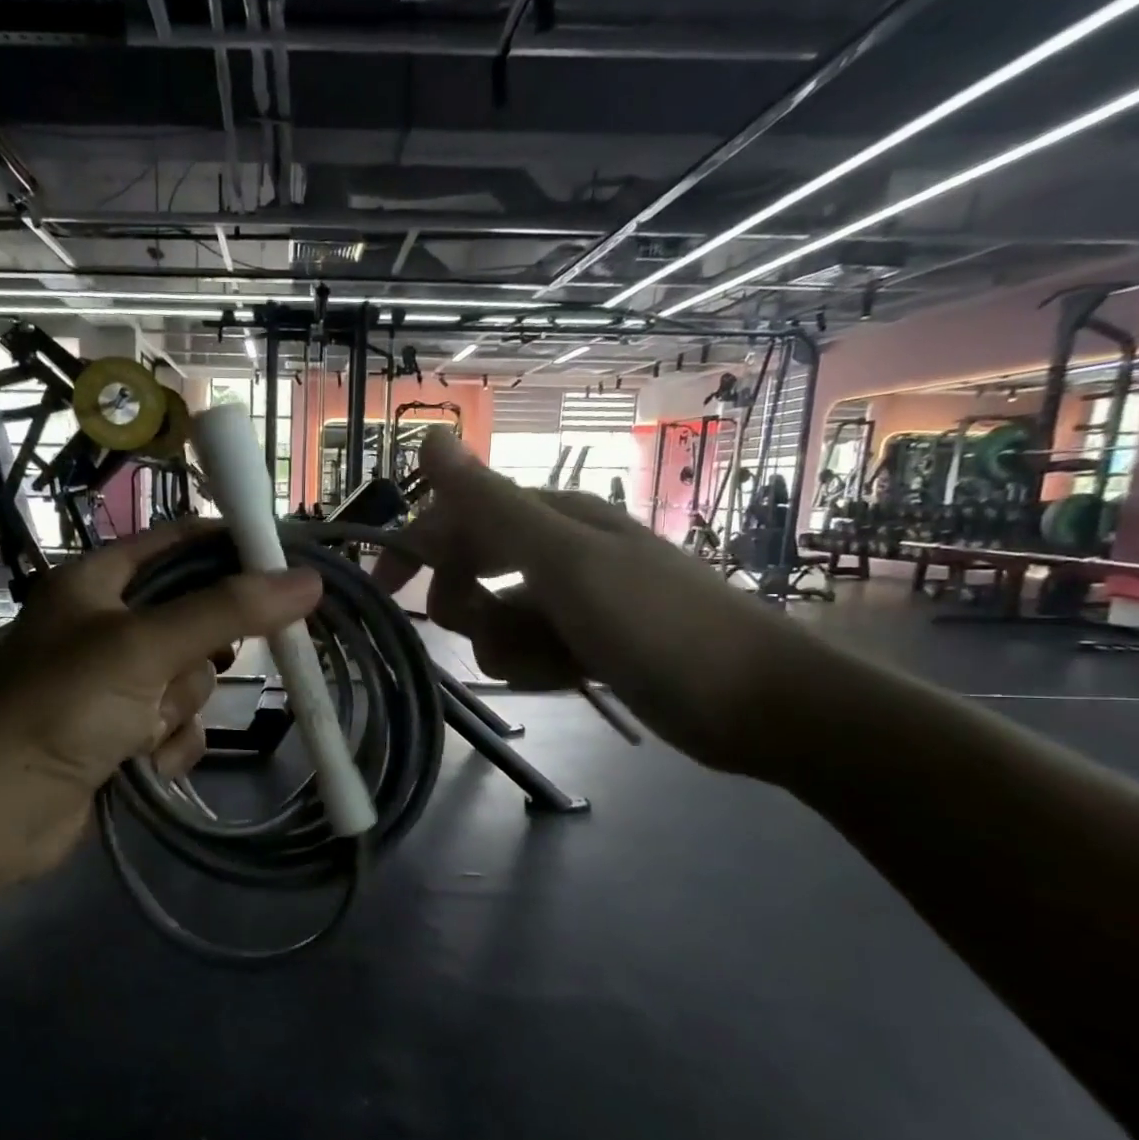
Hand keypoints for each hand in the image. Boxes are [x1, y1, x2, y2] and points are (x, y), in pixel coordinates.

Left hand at [0, 521, 322, 881]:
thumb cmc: (63, 707)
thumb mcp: (145, 647)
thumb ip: (227, 611)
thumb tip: (308, 580)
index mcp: (96, 582)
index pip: (176, 544)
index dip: (229, 548)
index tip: (284, 565)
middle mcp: (104, 625)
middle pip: (193, 619)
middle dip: (197, 658)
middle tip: (193, 668)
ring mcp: (112, 683)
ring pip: (189, 679)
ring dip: (176, 709)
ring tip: (141, 730)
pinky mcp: (119, 733)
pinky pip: (176, 724)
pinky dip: (169, 743)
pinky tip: (147, 763)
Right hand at [376, 429, 835, 779]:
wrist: (755, 703)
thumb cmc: (657, 624)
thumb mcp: (563, 560)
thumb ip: (490, 504)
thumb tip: (430, 436)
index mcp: (552, 517)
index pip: (457, 517)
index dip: (415, 548)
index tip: (382, 591)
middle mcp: (558, 550)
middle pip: (472, 570)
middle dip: (468, 606)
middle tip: (492, 631)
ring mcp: (573, 599)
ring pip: (496, 619)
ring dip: (505, 645)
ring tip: (549, 662)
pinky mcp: (586, 643)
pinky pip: (529, 650)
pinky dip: (535, 667)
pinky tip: (569, 678)